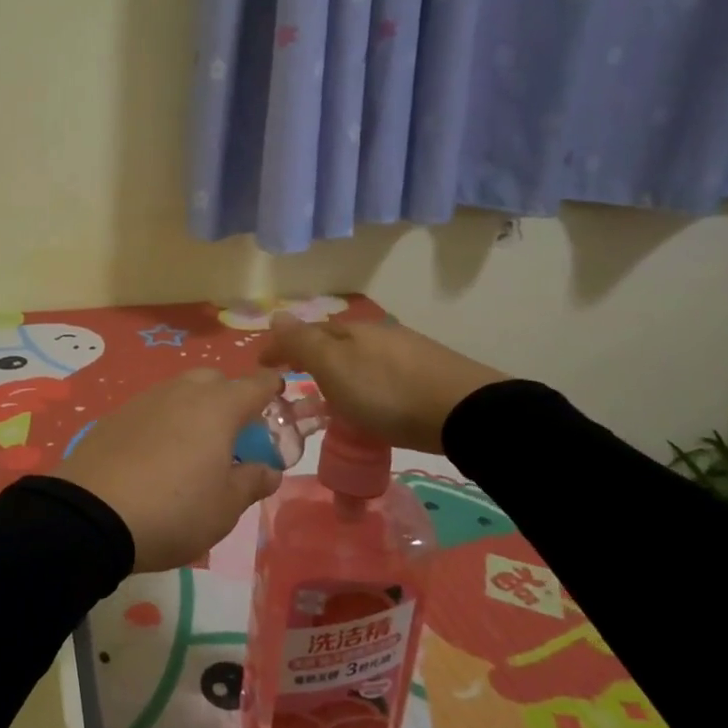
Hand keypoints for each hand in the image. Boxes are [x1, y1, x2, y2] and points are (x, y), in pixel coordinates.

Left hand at [52, 368, 283, 572]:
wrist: (91, 515)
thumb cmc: (174, 510)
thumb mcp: (225, 508)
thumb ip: (252, 482)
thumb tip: (268, 470)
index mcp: (218, 407)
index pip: (257, 384)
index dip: (273, 390)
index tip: (280, 402)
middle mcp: (181, 392)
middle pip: (214, 380)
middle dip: (229, 398)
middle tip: (233, 435)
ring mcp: (144, 401)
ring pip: (179, 392)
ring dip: (193, 409)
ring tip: (193, 448)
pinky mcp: (114, 416)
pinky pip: (150, 410)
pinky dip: (162, 423)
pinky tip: (155, 456)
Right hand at [260, 312, 507, 454]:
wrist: (464, 412)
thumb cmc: (387, 393)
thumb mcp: (334, 368)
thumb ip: (303, 343)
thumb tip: (276, 315)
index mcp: (350, 331)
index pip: (305, 332)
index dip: (281, 348)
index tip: (262, 366)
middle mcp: (377, 334)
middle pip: (334, 343)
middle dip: (310, 357)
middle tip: (294, 382)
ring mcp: (407, 352)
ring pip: (360, 357)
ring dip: (340, 372)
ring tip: (332, 398)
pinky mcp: (429, 373)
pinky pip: (382, 373)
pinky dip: (365, 383)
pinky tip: (373, 401)